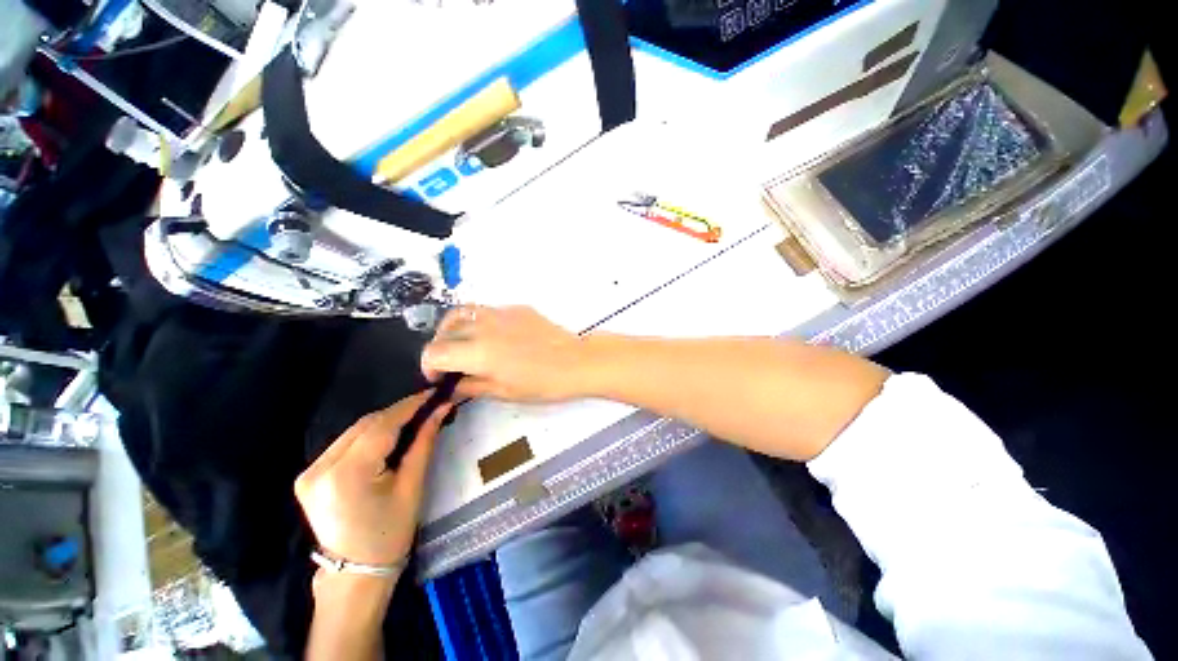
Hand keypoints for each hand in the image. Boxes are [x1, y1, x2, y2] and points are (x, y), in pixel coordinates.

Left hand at [294, 392, 452, 566]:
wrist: (355, 572)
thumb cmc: (390, 534)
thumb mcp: (412, 486)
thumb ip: (424, 442)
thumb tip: (441, 408)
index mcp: (347, 475)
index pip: (382, 425)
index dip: (410, 406)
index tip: (434, 393)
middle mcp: (320, 468)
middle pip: (365, 424)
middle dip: (399, 412)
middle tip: (427, 406)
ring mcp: (309, 472)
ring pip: (354, 430)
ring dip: (385, 421)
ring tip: (413, 418)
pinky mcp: (308, 475)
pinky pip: (345, 443)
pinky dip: (369, 434)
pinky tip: (388, 435)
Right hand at [422, 306, 589, 401]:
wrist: (575, 361)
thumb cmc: (542, 383)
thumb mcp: (503, 391)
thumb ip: (471, 385)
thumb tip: (451, 385)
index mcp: (477, 351)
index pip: (435, 352)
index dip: (429, 366)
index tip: (439, 378)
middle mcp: (483, 326)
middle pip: (445, 331)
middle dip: (441, 348)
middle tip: (451, 364)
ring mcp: (501, 313)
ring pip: (463, 313)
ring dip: (454, 329)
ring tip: (463, 344)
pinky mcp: (516, 308)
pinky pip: (487, 311)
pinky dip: (479, 322)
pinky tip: (493, 336)